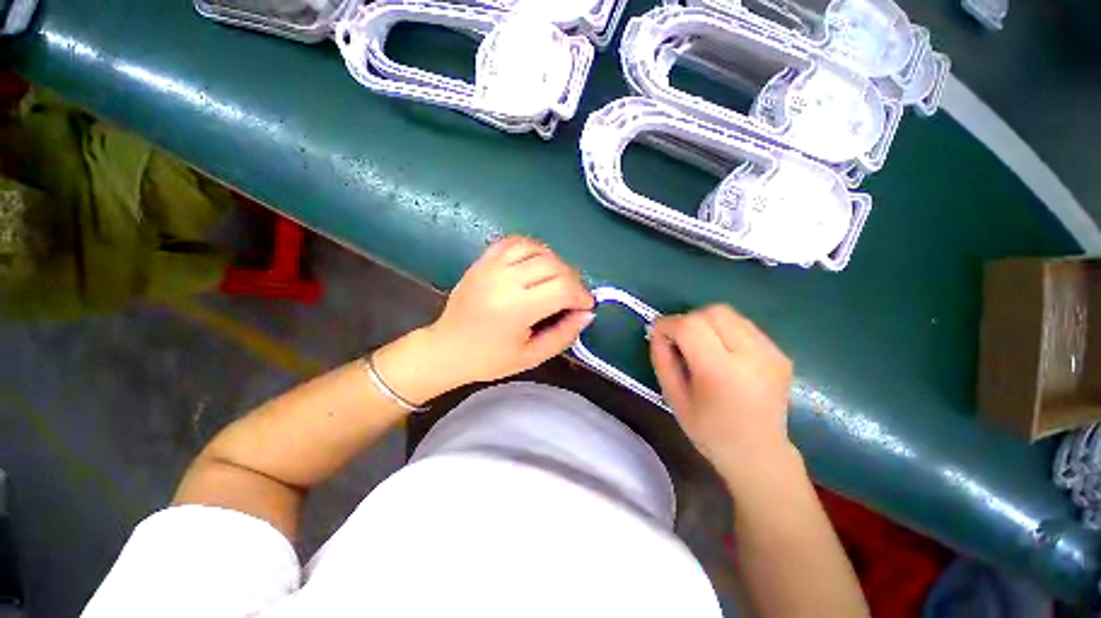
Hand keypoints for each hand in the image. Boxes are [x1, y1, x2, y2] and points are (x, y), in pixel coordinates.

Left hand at [425, 236, 593, 386]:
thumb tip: (587, 313)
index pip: (563, 287)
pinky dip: (533, 249)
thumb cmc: (489, 359)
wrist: (446, 348)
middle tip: (573, 297)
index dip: (581, 295)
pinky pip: (515, 242)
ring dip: (555, 263)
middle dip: (573, 280)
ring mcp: (491, 266)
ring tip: (556, 280)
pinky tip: (536, 265)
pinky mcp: (483, 260)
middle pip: (554, 265)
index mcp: (515, 308)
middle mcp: (503, 280)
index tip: (585, 306)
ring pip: (537, 249)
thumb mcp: (532, 356)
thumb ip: (564, 334)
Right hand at [649, 305, 794, 483]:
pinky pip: (743, 325)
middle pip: (713, 312)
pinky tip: (722, 352)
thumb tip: (658, 331)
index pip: (691, 326)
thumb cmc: (710, 431)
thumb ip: (662, 359)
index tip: (658, 334)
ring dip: (706, 322)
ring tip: (701, 346)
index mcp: (722, 373)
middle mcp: (752, 357)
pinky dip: (724, 330)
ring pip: (729, 313)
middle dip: (688, 320)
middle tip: (679, 340)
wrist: (760, 454)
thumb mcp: (674, 397)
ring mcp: (771, 353)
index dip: (669, 324)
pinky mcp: (780, 353)